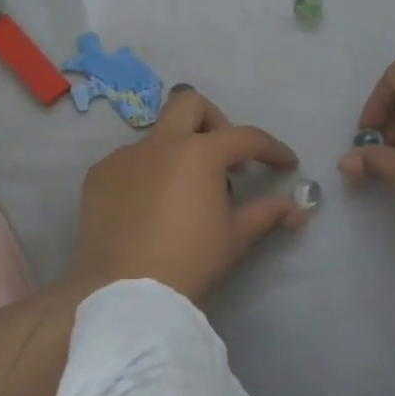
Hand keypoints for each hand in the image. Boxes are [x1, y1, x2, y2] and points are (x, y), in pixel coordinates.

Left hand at [69, 89, 307, 304]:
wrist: (125, 291)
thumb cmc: (189, 261)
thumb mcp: (235, 238)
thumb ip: (266, 214)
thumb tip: (296, 209)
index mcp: (199, 152)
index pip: (245, 137)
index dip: (272, 149)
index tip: (285, 164)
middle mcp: (160, 143)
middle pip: (190, 104)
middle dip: (213, 121)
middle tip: (224, 157)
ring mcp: (124, 157)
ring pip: (156, 138)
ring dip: (177, 154)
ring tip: (183, 195)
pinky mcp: (98, 176)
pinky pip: (129, 163)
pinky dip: (146, 175)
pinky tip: (149, 208)